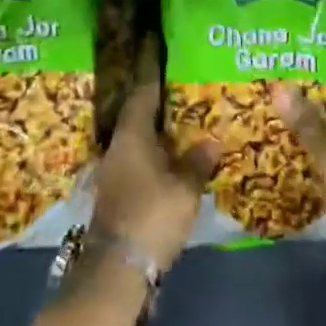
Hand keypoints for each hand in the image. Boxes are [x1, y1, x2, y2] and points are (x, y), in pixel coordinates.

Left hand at [91, 77, 220, 271]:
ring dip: (156, 133)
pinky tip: (171, 161)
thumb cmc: (152, 215)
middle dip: (159, 106)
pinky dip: (153, 155)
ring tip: (183, 127)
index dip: (153, 75)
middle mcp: (117, 146)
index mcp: (131, 135)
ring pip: (137, 140)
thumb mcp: (185, 189)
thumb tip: (211, 140)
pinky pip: (136, 160)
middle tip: (184, 93)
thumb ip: (198, 162)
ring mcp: (113, 170)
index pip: (142, 94)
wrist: (117, 267)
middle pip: (137, 116)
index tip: (164, 58)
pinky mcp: (116, 192)